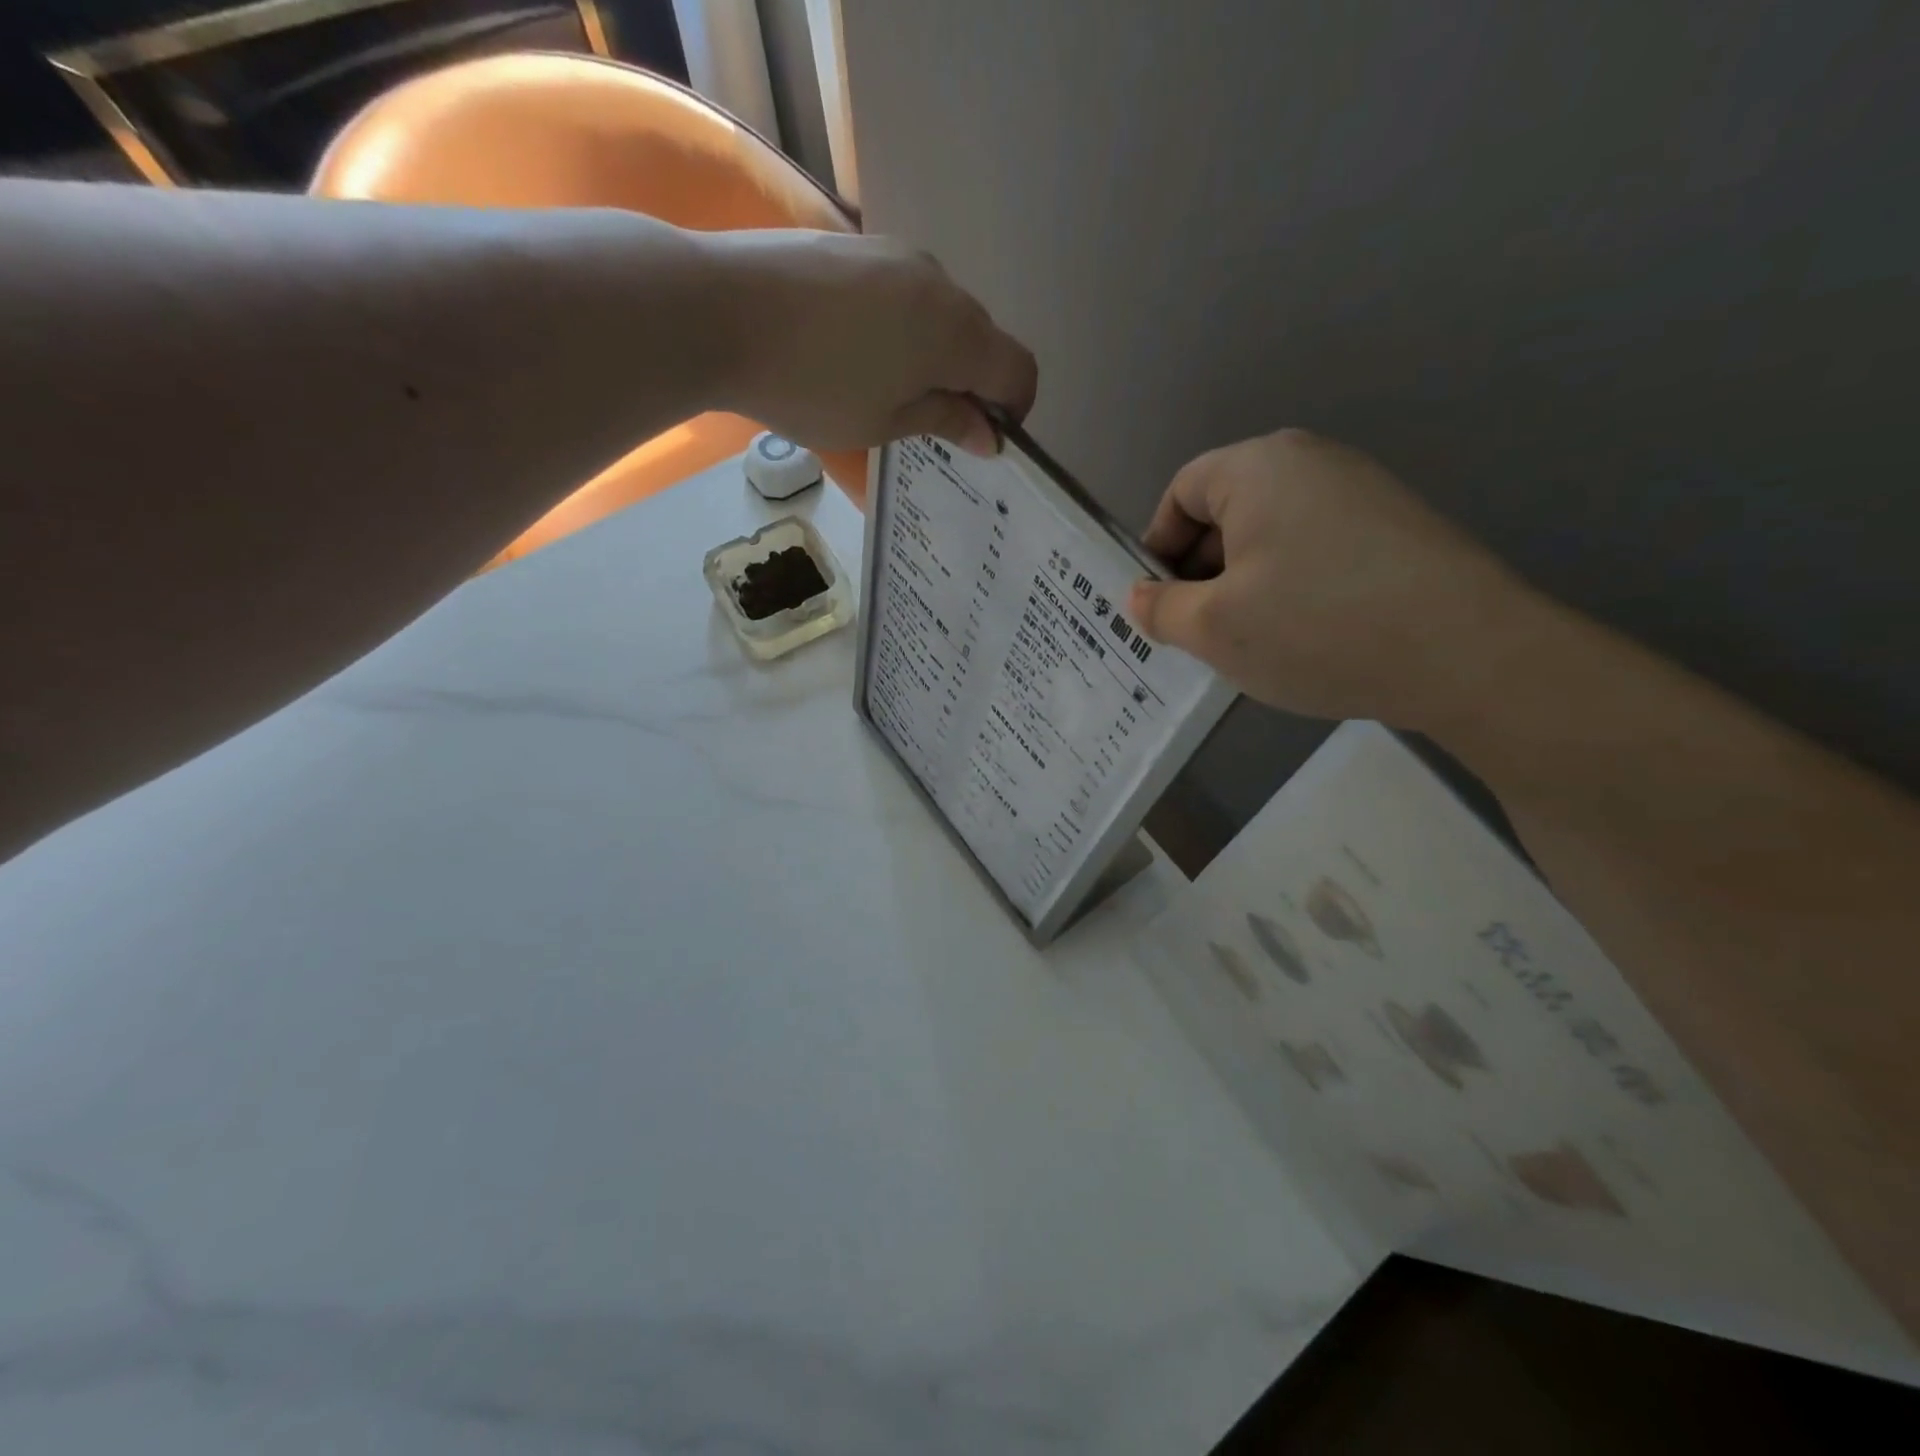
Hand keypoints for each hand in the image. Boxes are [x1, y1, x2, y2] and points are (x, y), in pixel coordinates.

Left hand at [705, 230, 1036, 454]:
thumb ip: (945, 421)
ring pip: (940, 312)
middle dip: (971, 383)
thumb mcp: (884, 422)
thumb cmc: (811, 386)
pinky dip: (901, 327)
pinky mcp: (856, 243)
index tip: (983, 437)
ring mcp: (895, 254)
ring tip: (884, 387)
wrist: (716, 310)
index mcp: (957, 333)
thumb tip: (990, 434)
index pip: (1017, 370)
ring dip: (934, 353)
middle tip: (929, 423)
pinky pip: (902, 292)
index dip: (1012, 409)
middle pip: (981, 338)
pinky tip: (855, 350)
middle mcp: (939, 282)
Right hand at [1128, 429, 1547, 729]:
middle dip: (1199, 570)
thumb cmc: (1314, 627)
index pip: (1181, 492)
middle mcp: (1310, 462)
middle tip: (1196, 631)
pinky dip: (1289, 586)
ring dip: (1242, 584)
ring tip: (1247, 640)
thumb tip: (1138, 596)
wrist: (1466, 653)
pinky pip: (1314, 549)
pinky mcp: (1395, 527)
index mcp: (1258, 468)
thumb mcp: (1214, 628)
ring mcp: (1360, 491)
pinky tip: (1301, 635)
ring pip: (1270, 535)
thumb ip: (1161, 609)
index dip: (1157, 547)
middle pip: (1226, 510)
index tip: (1156, 602)